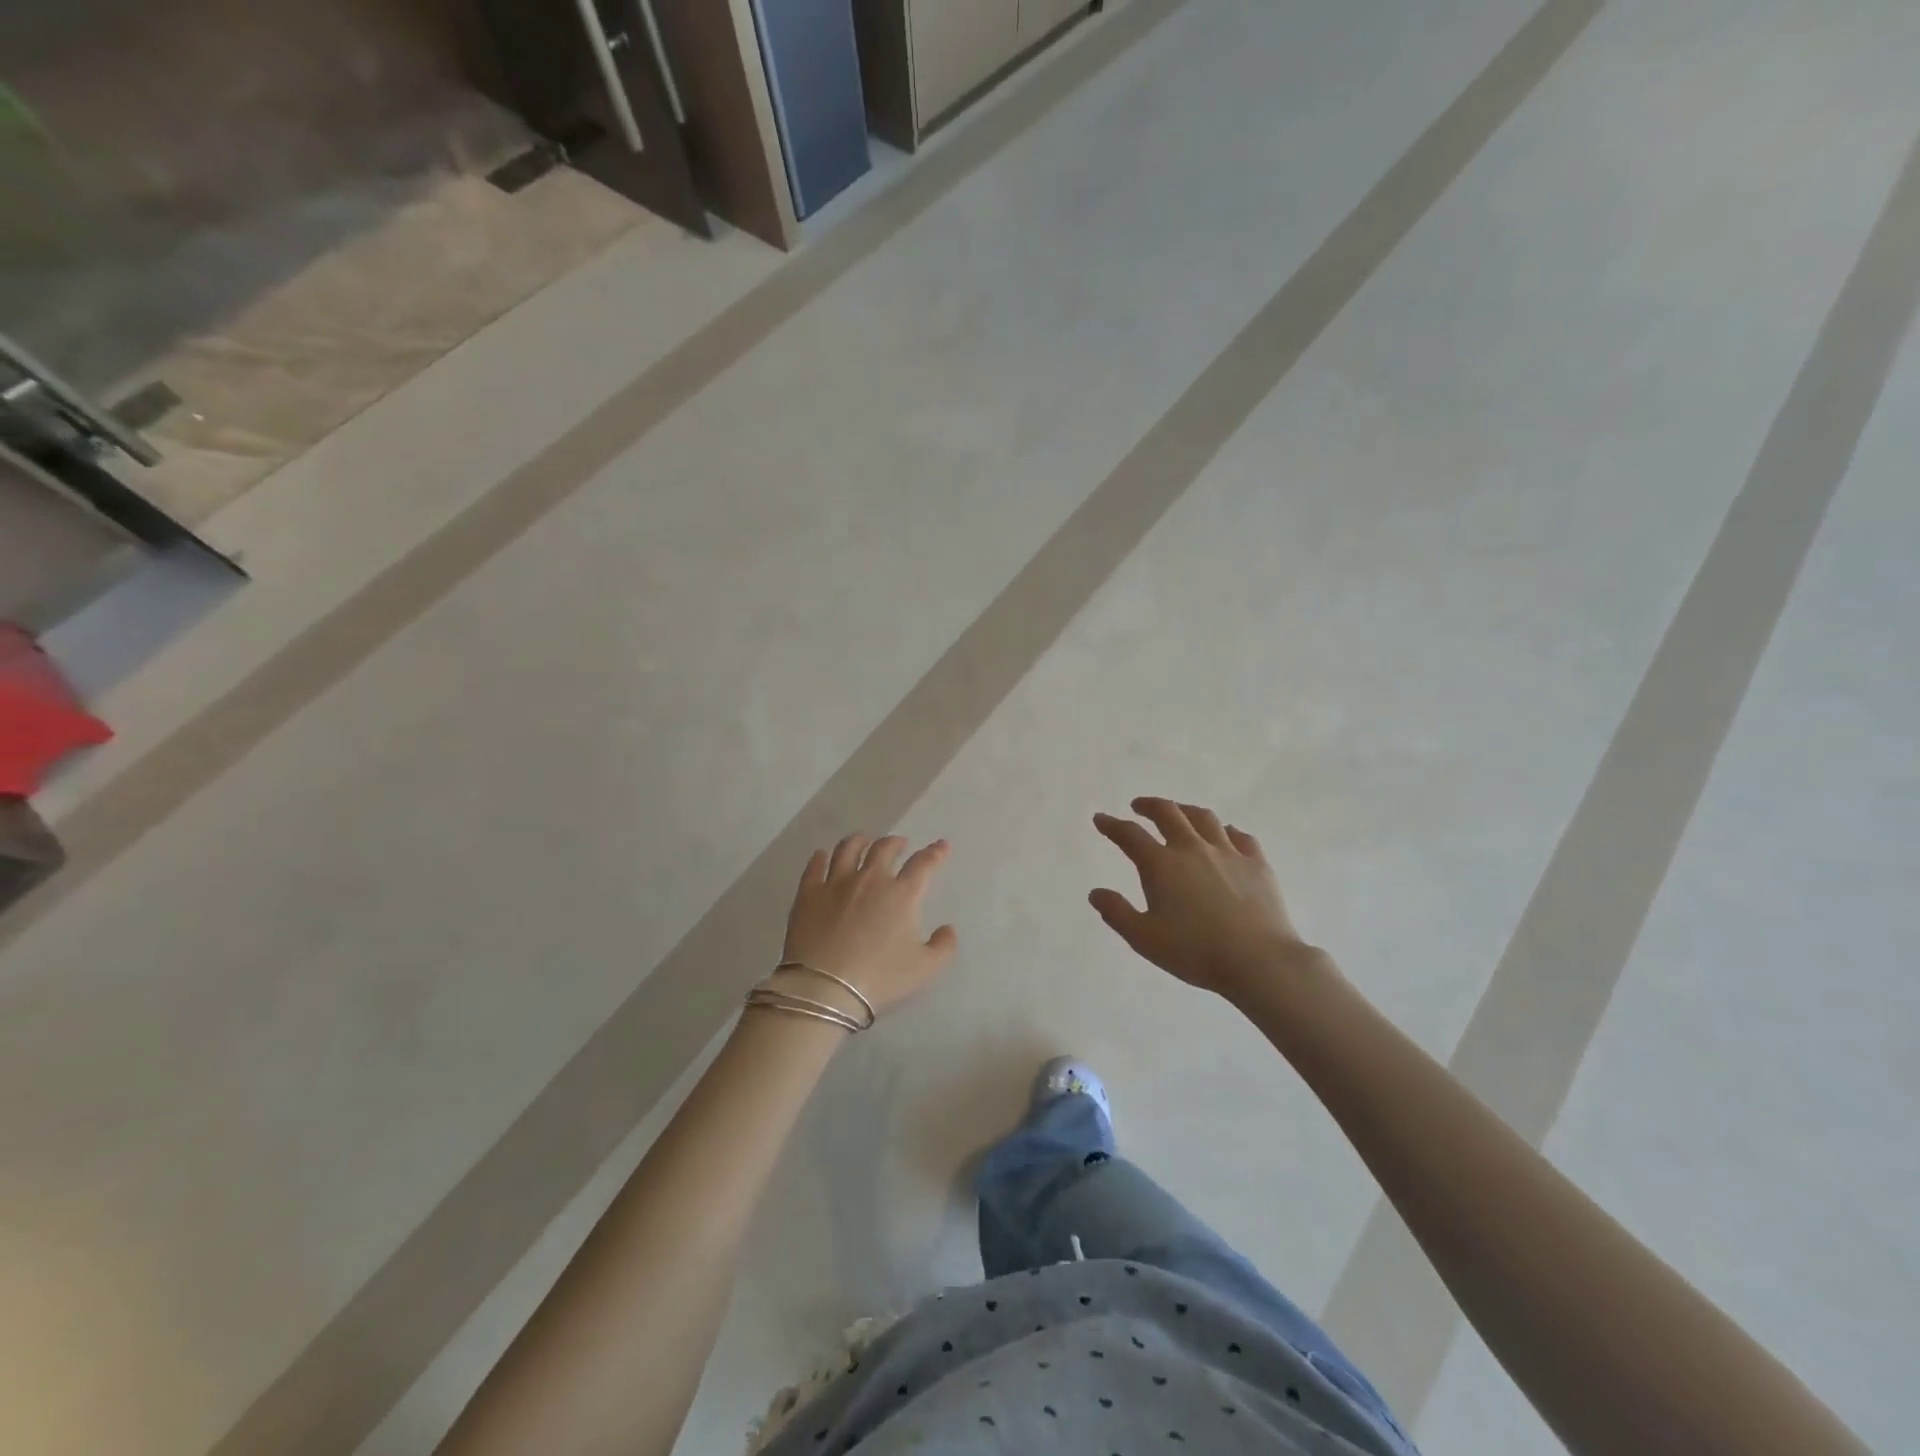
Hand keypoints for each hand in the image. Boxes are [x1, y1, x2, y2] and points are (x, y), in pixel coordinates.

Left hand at [779, 834, 958, 1016]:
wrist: (825, 987)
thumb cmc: (880, 978)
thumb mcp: (925, 970)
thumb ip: (944, 947)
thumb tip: (947, 929)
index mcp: (902, 894)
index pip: (923, 864)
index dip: (935, 853)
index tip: (941, 846)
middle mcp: (870, 879)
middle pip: (884, 849)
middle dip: (895, 843)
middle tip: (900, 844)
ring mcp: (836, 883)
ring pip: (848, 849)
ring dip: (859, 841)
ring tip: (863, 841)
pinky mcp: (808, 893)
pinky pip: (815, 866)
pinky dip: (821, 857)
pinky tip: (822, 856)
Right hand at [1090, 798, 1312, 996]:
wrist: (1259, 960)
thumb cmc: (1195, 951)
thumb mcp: (1144, 939)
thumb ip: (1117, 913)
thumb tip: (1096, 893)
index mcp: (1162, 864)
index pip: (1130, 835)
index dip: (1112, 825)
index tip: (1100, 819)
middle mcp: (1192, 848)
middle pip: (1168, 813)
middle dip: (1149, 806)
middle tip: (1139, 806)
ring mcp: (1228, 853)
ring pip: (1204, 818)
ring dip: (1186, 810)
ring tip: (1179, 813)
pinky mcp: (1257, 864)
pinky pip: (1241, 837)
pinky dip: (1227, 831)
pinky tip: (1225, 836)